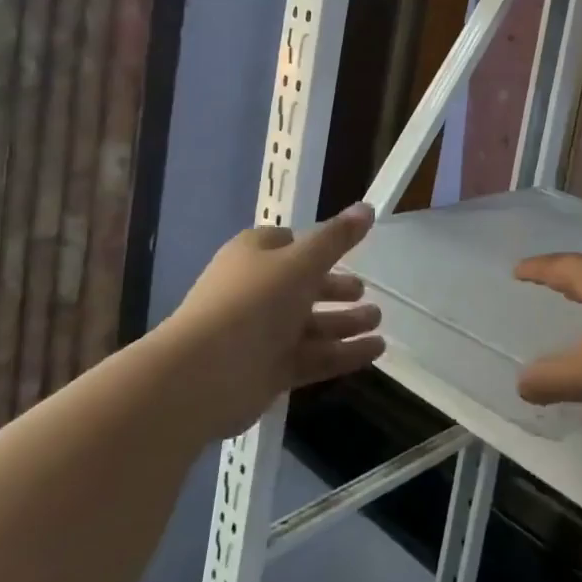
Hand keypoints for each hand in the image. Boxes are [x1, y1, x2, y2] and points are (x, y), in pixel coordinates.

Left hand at [171, 204, 383, 435]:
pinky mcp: (269, 370)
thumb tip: (367, 207)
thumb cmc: (253, 302)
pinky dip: (343, 353)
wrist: (203, 375)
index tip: (343, 249)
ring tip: (379, 321)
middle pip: (303, 286)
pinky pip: (313, 357)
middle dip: (336, 289)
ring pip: (311, 324)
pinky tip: (375, 351)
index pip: (286, 243)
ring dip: (345, 322)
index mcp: (253, 256)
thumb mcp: (302, 261)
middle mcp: (256, 291)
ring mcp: (261, 334)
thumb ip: (337, 238)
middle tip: (366, 292)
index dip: (314, 245)